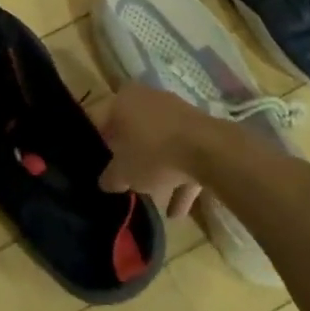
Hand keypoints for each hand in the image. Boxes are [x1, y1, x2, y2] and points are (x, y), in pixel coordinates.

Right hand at [97, 82, 213, 219]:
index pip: (102, 121)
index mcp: (124, 100)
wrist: (209, 150)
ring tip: (155, 203)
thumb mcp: (123, 172)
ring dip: (158, 173)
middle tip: (126, 180)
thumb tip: (106, 182)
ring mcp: (177, 112)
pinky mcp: (200, 129)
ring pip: (160, 144)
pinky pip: (183, 154)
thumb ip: (110, 177)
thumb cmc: (153, 153)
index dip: (100, 145)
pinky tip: (178, 211)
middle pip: (133, 131)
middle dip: (131, 157)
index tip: (101, 166)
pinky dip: (180, 179)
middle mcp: (148, 99)